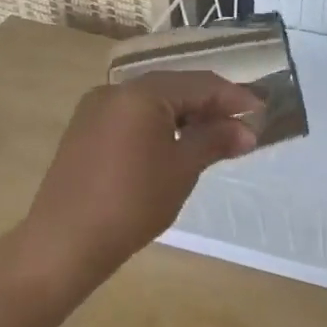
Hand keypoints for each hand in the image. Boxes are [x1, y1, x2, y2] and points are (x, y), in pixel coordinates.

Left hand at [22, 71, 260, 277]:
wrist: (64, 242)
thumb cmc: (132, 202)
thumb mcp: (182, 169)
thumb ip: (215, 140)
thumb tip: (247, 130)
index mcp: (141, 93)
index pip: (199, 83)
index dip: (234, 96)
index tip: (262, 112)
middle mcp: (114, 91)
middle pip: (174, 88)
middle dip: (210, 106)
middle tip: (241, 127)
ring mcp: (94, 110)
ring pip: (152, 103)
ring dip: (185, 116)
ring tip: (214, 139)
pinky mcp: (84, 131)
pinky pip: (131, 117)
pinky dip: (158, 126)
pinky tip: (174, 147)